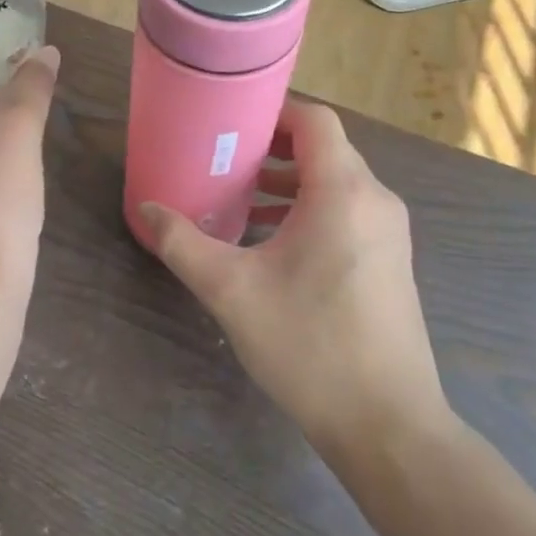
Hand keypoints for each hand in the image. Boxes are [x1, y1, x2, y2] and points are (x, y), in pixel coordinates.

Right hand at [138, 102, 450, 447]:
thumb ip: (184, 243)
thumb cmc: (310, 345)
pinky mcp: (388, 260)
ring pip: (335, 182)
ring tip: (238, 195)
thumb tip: (147, 208)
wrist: (388, 426)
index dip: (273, 110)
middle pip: (324, 148)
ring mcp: (387, 232)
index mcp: (343, 192)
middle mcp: (374, 200)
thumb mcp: (232, 291)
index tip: (230, 118)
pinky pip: (346, 211)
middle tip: (223, 156)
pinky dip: (308, 208)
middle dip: (272, 147)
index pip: (315, 120)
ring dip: (288, 181)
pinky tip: (268, 238)